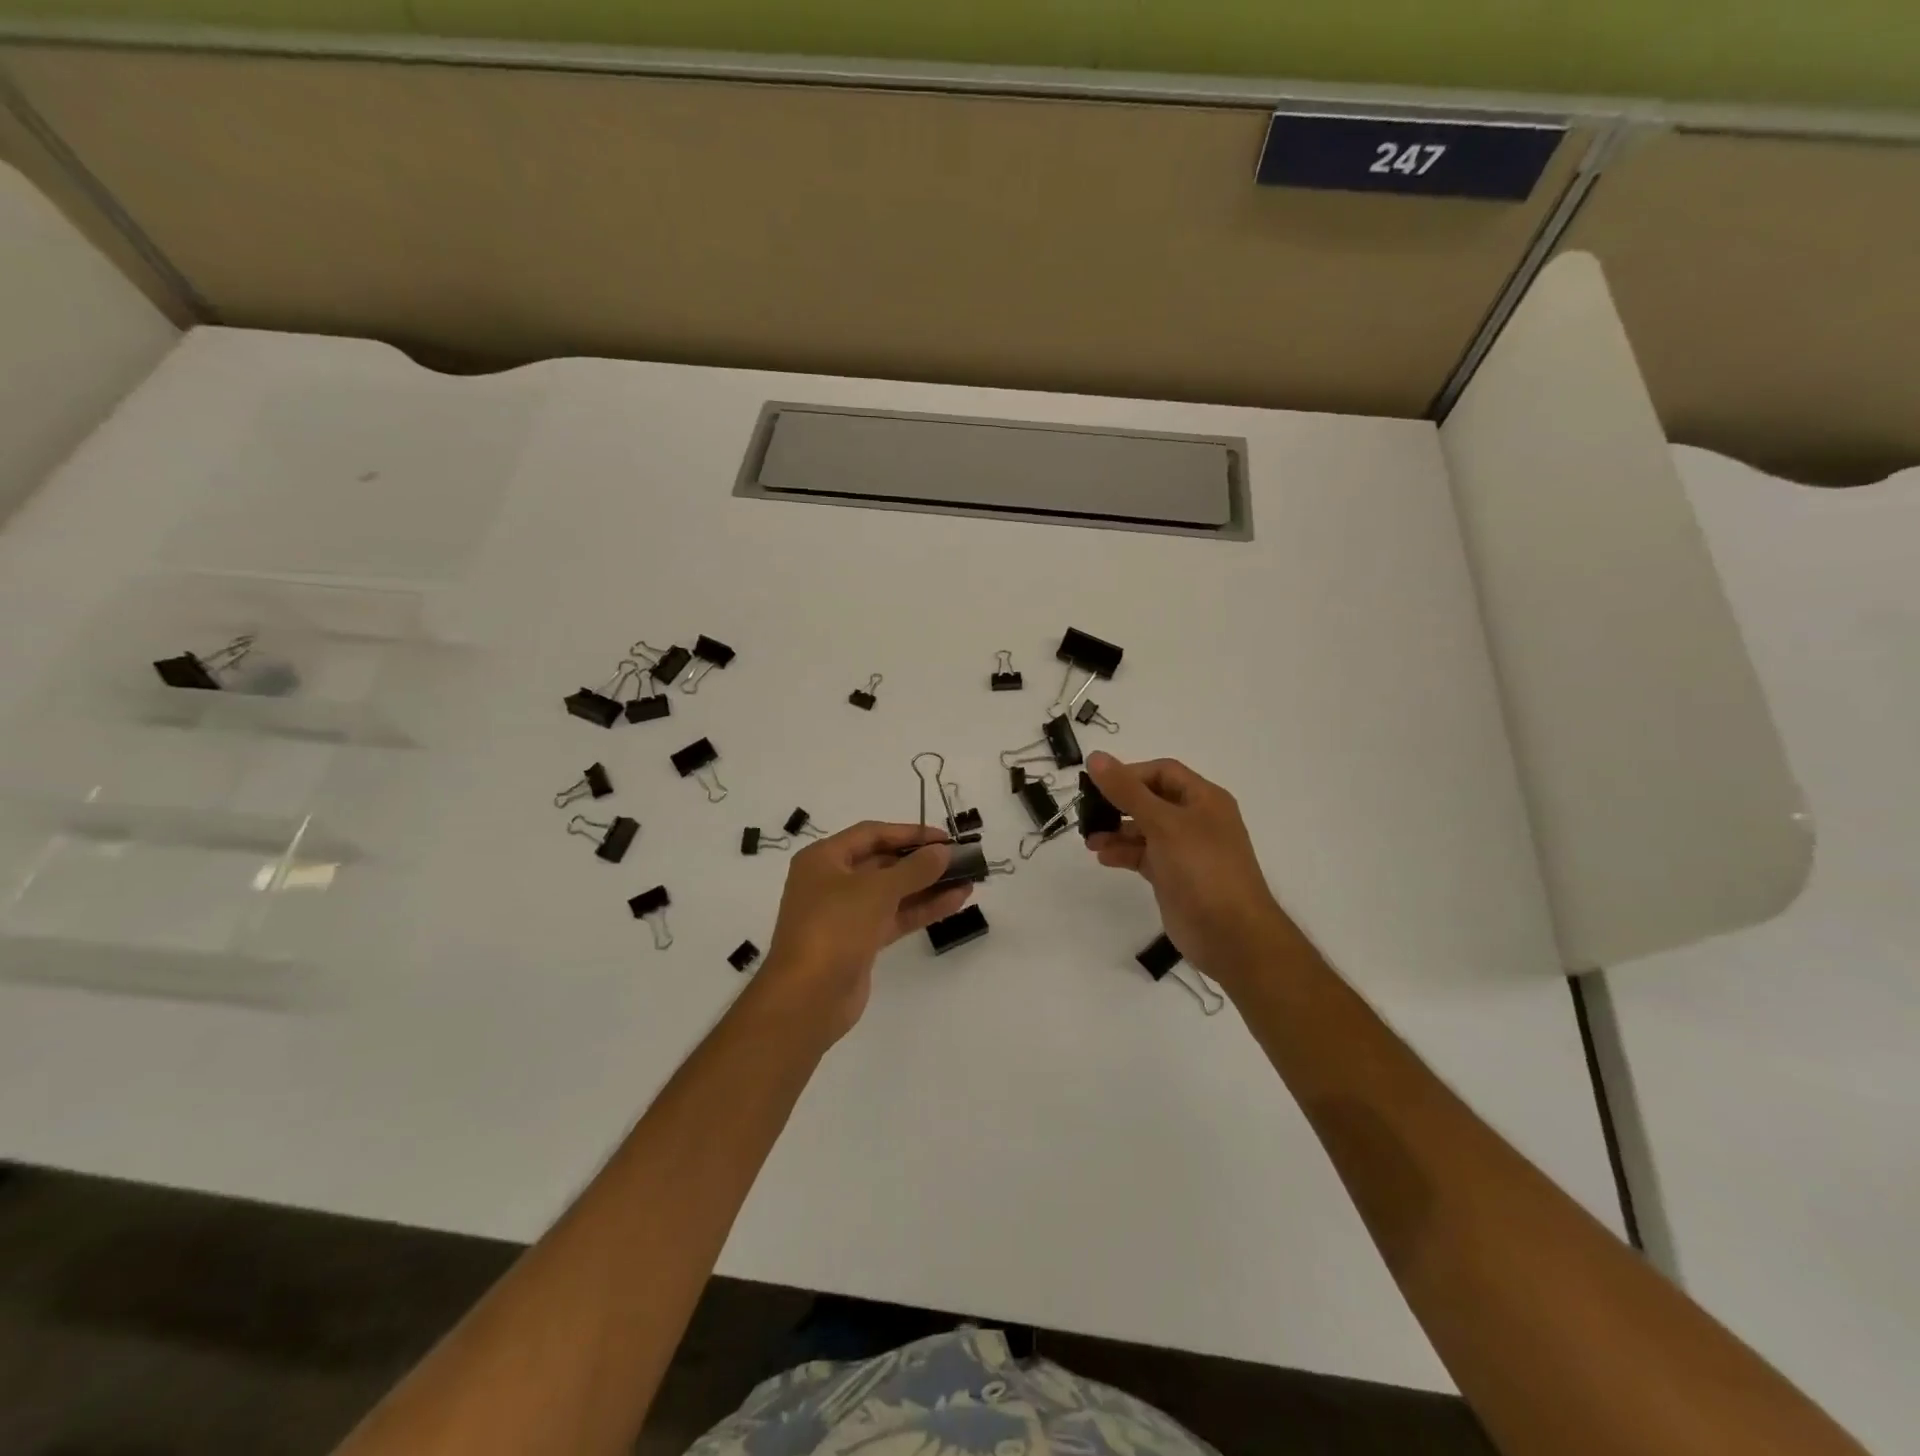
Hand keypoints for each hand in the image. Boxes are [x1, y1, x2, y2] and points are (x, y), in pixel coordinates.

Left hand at [758, 821, 971, 1041]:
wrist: (807, 998)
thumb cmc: (834, 927)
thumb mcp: (877, 890)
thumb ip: (915, 868)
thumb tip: (943, 852)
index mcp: (823, 859)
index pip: (871, 834)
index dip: (909, 833)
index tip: (944, 838)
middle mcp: (831, 882)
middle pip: (882, 862)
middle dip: (921, 861)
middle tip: (960, 860)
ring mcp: (845, 914)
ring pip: (892, 893)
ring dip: (928, 886)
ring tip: (967, 881)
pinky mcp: (859, 942)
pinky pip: (894, 917)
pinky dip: (921, 909)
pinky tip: (955, 902)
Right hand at [1083, 751, 1294, 986]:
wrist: (1230, 935)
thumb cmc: (1201, 869)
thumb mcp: (1163, 823)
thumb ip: (1127, 791)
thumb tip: (1096, 757)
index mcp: (1203, 799)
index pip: (1162, 772)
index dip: (1130, 774)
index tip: (1097, 785)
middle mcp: (1196, 820)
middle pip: (1151, 799)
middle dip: (1119, 804)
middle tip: (1087, 811)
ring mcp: (1185, 850)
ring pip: (1144, 829)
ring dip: (1116, 830)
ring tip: (1090, 840)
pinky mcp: (1174, 876)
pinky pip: (1144, 855)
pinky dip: (1123, 853)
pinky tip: (1103, 857)